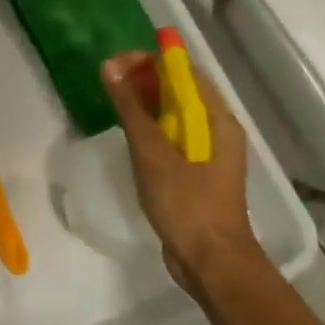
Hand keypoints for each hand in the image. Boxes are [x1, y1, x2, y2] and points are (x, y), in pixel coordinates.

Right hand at [101, 52, 261, 296]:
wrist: (211, 263)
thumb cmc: (187, 205)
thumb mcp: (153, 154)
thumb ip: (131, 109)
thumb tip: (109, 66)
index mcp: (217, 120)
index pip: (184, 72)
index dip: (151, 61)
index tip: (115, 65)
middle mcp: (216, 130)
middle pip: (179, 91)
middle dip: (143, 80)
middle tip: (107, 82)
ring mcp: (205, 153)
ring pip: (173, 115)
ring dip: (143, 104)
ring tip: (111, 103)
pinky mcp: (193, 173)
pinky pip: (169, 138)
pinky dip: (148, 128)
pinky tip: (125, 134)